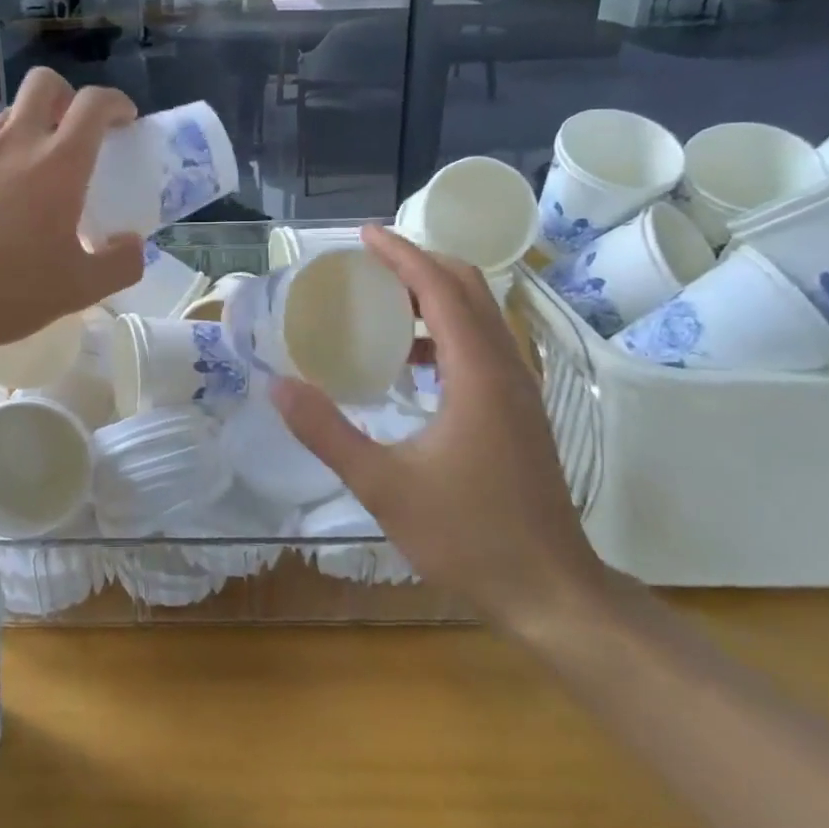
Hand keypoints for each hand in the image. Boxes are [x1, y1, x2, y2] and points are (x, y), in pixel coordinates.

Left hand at [0, 69, 144, 354]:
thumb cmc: (2, 292)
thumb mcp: (77, 290)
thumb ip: (120, 264)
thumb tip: (133, 243)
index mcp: (57, 164)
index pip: (94, 104)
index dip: (115, 103)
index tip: (123, 119)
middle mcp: (13, 143)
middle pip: (43, 84)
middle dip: (66, 96)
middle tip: (72, 134)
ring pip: (4, 122)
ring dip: (24, 138)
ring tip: (21, 189)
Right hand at [271, 227, 610, 635]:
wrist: (550, 591)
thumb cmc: (468, 536)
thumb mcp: (382, 486)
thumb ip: (327, 432)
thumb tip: (278, 387)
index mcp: (478, 373)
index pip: (442, 288)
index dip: (402, 255)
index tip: (364, 236)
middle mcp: (506, 368)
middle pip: (469, 289)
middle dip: (420, 265)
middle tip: (368, 266)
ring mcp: (520, 391)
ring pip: (481, 317)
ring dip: (435, 297)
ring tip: (382, 306)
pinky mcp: (520, 413)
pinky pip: (483, 347)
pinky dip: (446, 333)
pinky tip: (411, 365)